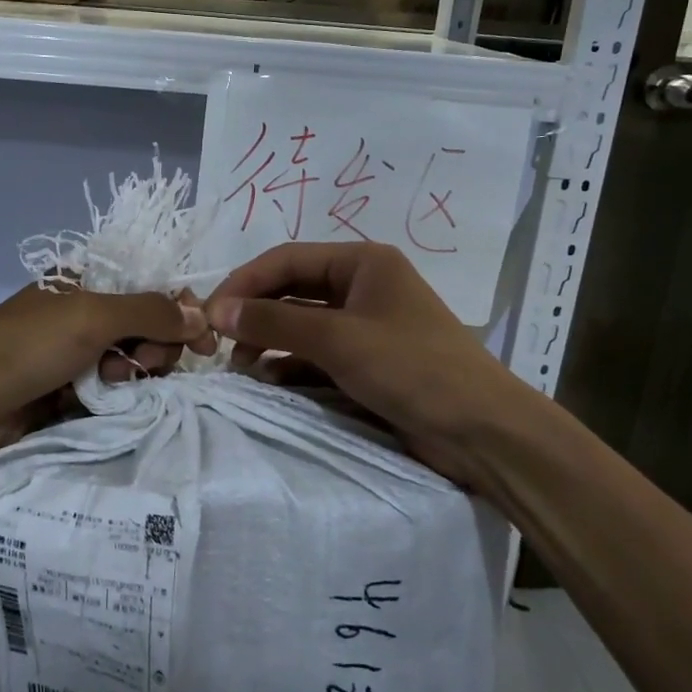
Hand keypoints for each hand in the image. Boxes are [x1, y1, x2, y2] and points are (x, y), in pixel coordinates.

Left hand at [0, 284, 215, 470]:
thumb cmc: (25, 347)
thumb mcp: (91, 317)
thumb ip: (150, 312)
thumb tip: (201, 316)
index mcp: (86, 281)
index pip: (152, 288)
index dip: (182, 312)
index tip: (204, 343)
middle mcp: (83, 314)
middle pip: (148, 328)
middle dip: (153, 347)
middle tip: (137, 366)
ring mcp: (75, 355)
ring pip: (132, 363)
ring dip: (133, 374)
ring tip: (111, 385)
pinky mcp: (68, 393)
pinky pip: (112, 392)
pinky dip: (117, 397)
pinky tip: (107, 403)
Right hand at [206, 242, 559, 490]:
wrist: (483, 432)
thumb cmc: (412, 368)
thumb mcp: (339, 339)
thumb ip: (275, 322)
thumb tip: (217, 310)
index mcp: (362, 262)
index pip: (287, 259)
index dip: (244, 282)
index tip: (208, 313)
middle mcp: (362, 286)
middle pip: (292, 289)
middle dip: (255, 313)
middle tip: (219, 342)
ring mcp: (366, 326)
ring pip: (302, 323)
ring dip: (270, 340)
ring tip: (241, 366)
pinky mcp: (368, 362)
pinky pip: (317, 354)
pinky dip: (291, 364)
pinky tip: (269, 381)